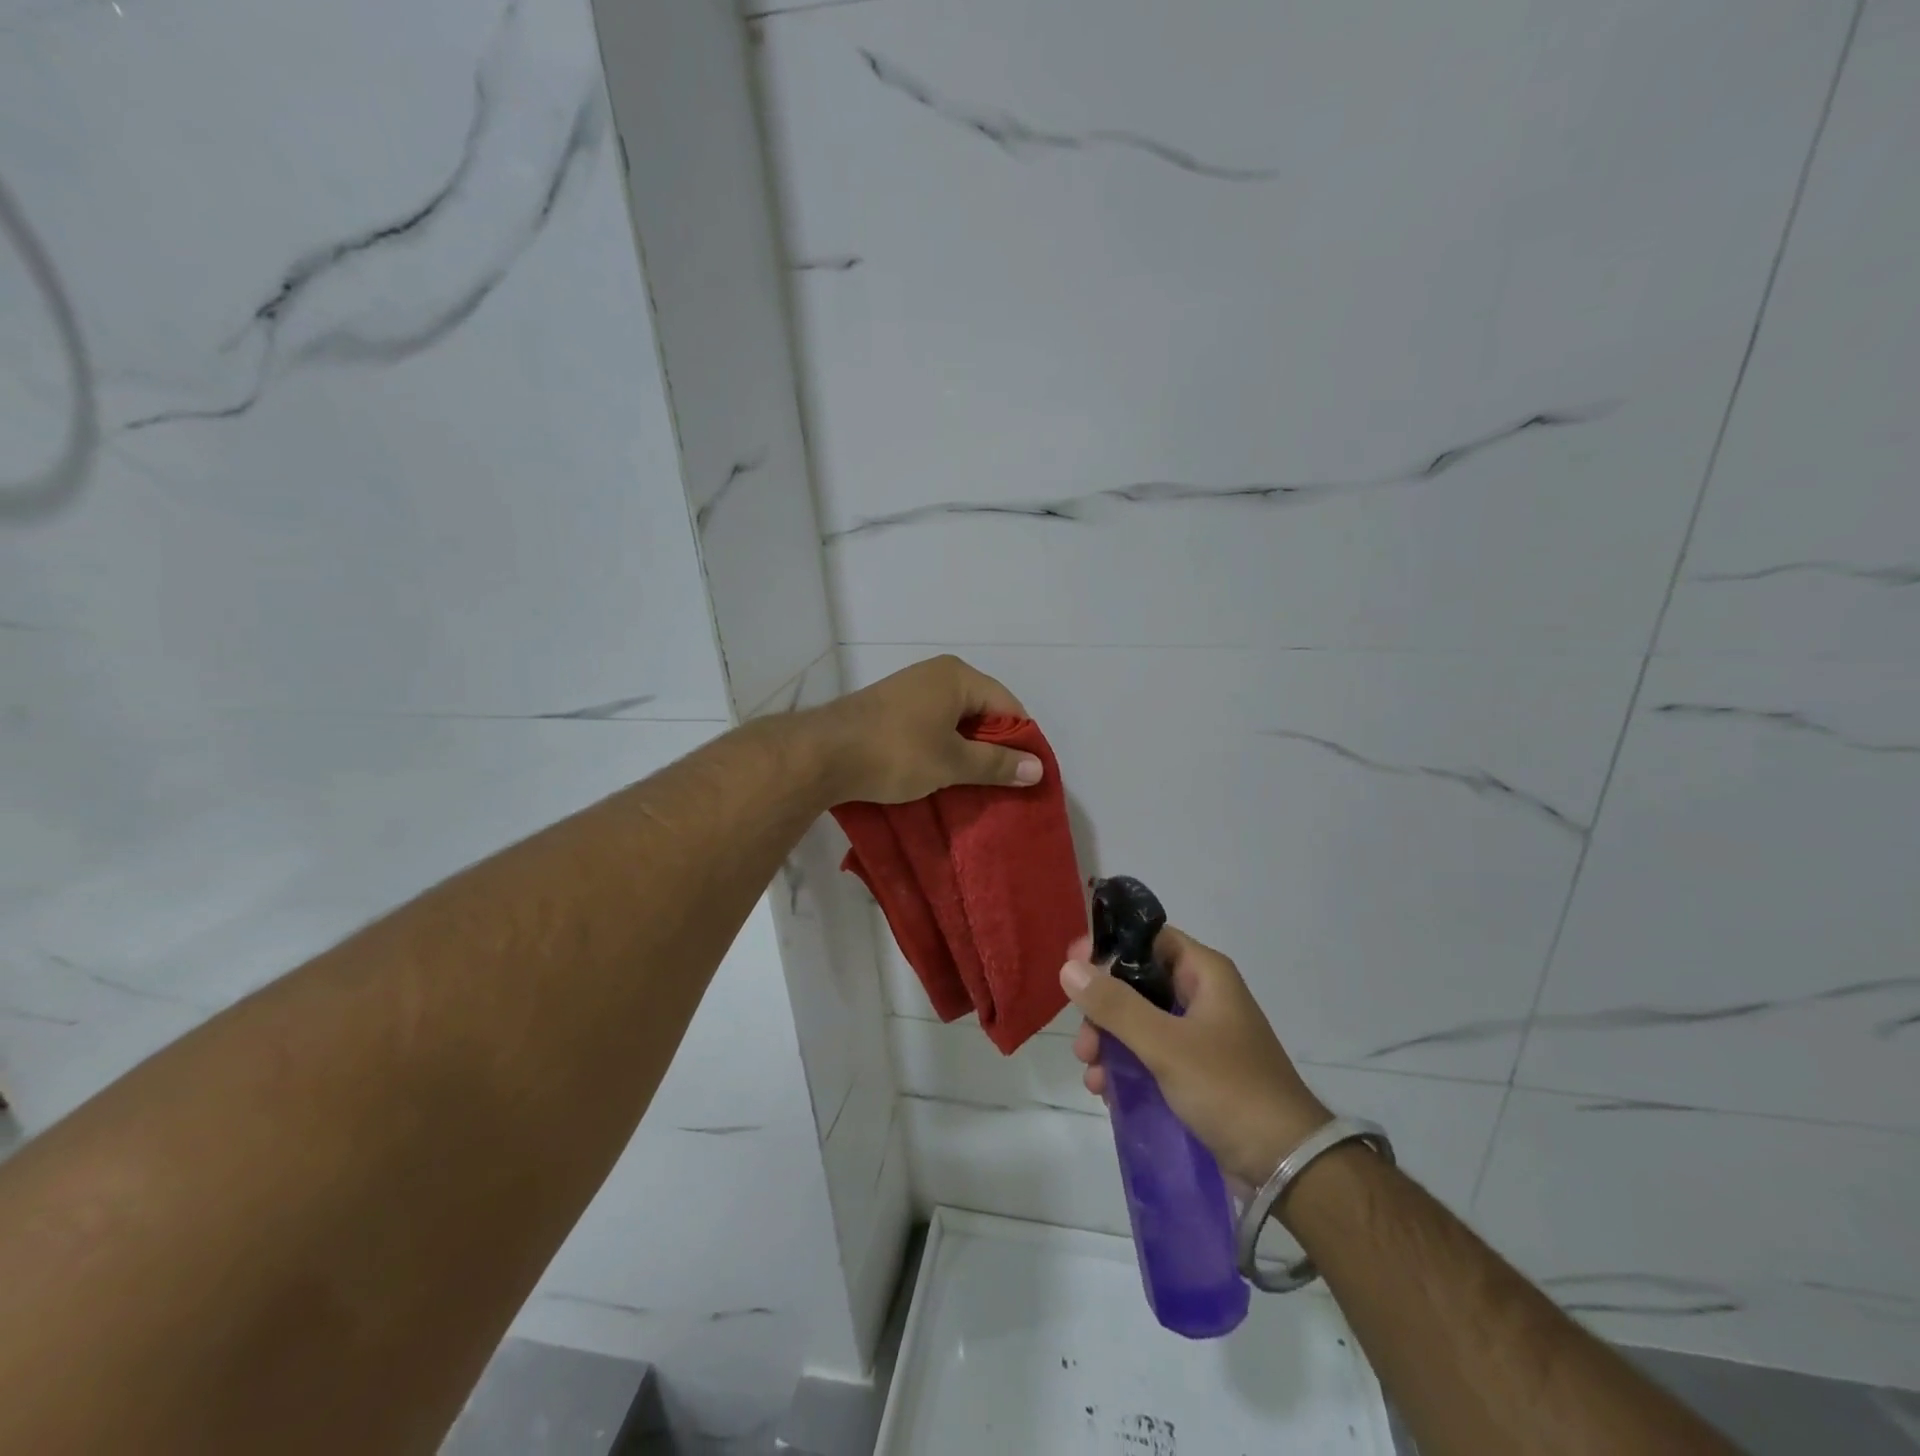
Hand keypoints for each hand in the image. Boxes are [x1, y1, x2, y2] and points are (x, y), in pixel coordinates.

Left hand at [812, 655, 1043, 804]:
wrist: (822, 754)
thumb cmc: (896, 753)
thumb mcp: (952, 763)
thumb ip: (997, 764)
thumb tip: (1038, 769)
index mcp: (958, 676)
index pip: (1008, 706)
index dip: (1022, 742)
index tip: (1025, 776)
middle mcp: (937, 674)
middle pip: (982, 711)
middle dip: (993, 748)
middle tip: (1001, 785)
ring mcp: (911, 689)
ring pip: (955, 721)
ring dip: (966, 751)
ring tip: (972, 785)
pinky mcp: (891, 708)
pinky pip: (931, 725)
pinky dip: (942, 748)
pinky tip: (940, 774)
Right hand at [1063, 926, 1328, 1188]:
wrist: (1287, 1165)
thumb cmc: (1229, 1088)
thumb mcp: (1166, 1045)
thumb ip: (1115, 1006)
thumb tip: (1069, 968)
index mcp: (1205, 974)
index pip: (1148, 938)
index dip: (1109, 947)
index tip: (1072, 968)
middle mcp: (1202, 996)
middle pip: (1137, 982)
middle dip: (1103, 1009)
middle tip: (1083, 1042)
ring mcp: (1199, 1035)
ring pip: (1139, 1021)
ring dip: (1109, 1041)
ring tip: (1092, 1075)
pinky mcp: (1196, 1071)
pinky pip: (1149, 1054)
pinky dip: (1126, 1066)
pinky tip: (1106, 1091)